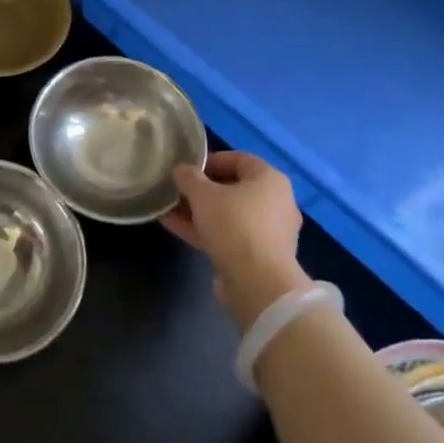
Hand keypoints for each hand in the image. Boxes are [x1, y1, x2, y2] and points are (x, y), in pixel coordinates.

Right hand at [162, 152, 308, 328]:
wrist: (257, 283)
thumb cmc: (234, 225)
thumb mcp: (203, 195)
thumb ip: (189, 178)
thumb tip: (181, 170)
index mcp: (270, 179)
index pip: (239, 159)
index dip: (210, 160)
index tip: (186, 167)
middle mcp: (275, 202)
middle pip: (233, 188)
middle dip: (201, 189)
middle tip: (176, 190)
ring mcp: (268, 232)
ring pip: (228, 214)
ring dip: (199, 211)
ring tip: (168, 209)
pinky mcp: (258, 256)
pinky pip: (228, 235)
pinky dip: (205, 230)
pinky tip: (174, 227)